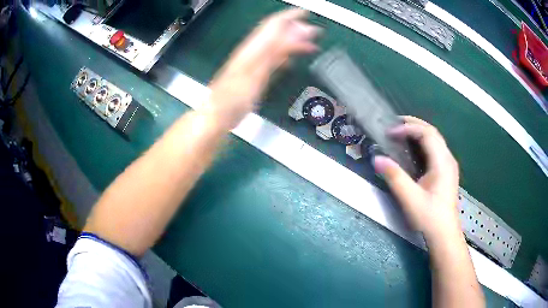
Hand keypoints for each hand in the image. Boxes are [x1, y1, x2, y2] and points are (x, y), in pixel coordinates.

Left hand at [203, 9, 320, 129]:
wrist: (218, 114)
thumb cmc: (234, 97)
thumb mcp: (255, 74)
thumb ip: (273, 53)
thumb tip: (292, 35)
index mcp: (253, 48)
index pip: (273, 24)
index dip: (289, 16)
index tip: (306, 13)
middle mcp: (254, 52)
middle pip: (276, 33)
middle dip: (296, 29)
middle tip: (314, 32)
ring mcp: (254, 63)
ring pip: (277, 46)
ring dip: (293, 42)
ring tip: (310, 44)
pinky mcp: (255, 74)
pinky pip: (273, 61)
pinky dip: (285, 57)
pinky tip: (291, 60)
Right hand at [373, 116, 460, 239]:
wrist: (444, 234)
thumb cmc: (429, 217)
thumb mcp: (410, 199)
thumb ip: (395, 177)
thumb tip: (377, 158)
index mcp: (442, 162)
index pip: (426, 134)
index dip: (408, 128)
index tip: (390, 132)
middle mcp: (448, 159)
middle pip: (432, 132)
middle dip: (413, 124)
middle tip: (394, 123)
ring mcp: (449, 164)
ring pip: (435, 139)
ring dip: (418, 131)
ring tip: (401, 132)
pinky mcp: (447, 171)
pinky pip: (435, 148)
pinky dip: (422, 142)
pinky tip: (413, 149)